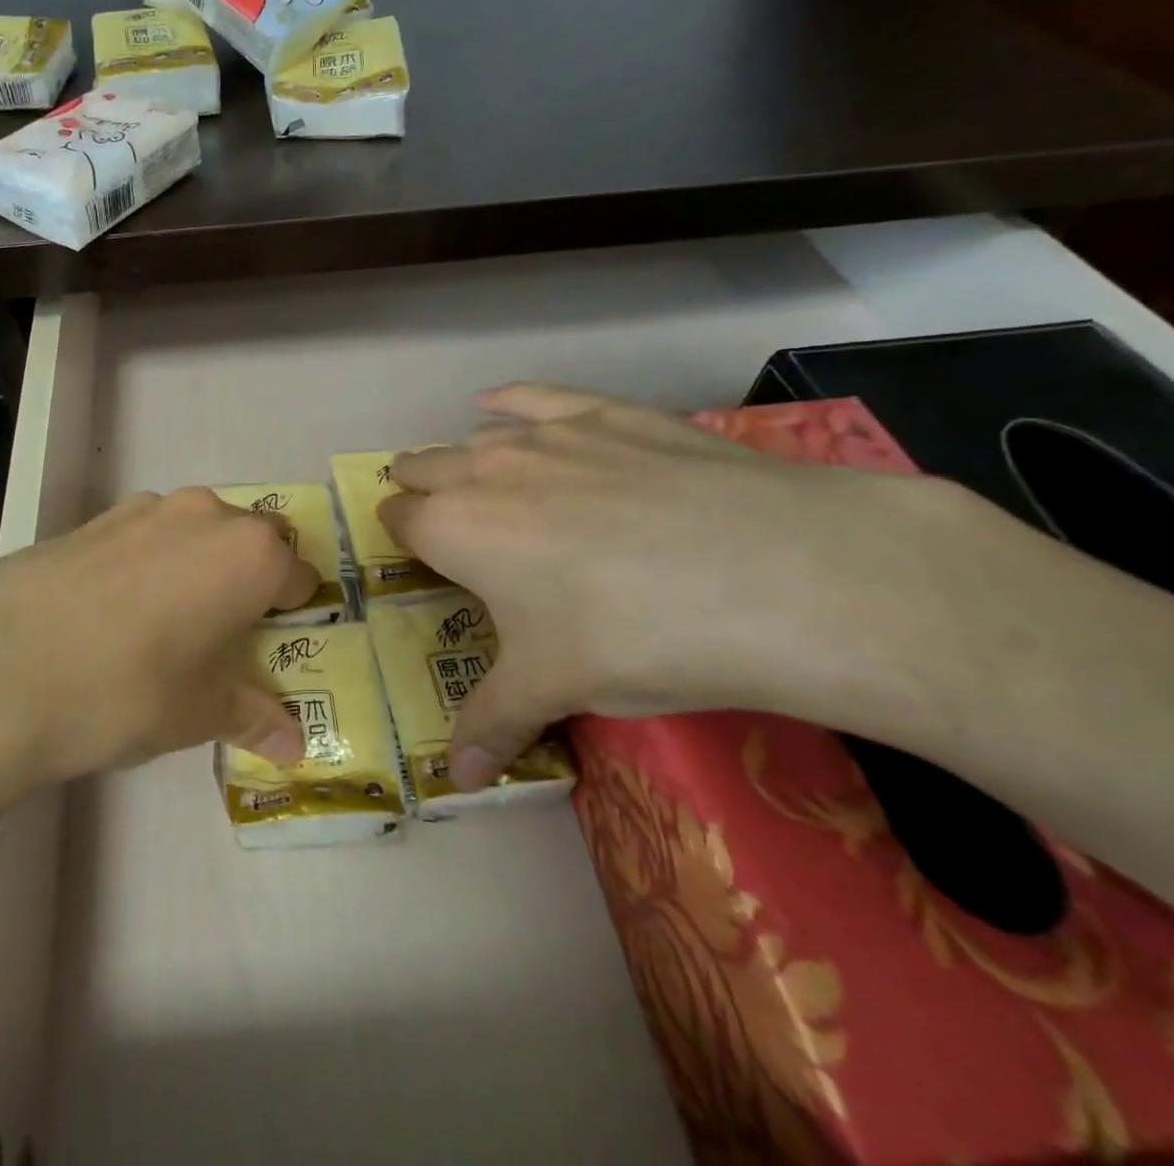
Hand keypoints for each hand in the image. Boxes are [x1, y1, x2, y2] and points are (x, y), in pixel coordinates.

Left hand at [0, 487, 316, 797]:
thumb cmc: (128, 690)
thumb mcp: (199, 713)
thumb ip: (253, 716)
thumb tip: (295, 745)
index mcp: (251, 554)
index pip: (299, 577)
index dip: (292, 614)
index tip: (272, 645)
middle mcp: (207, 515)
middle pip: (252, 542)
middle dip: (249, 581)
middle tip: (223, 634)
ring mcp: (146, 508)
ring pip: (197, 532)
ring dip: (198, 566)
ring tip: (165, 624)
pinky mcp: (95, 517)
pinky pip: (146, 534)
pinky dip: (150, 562)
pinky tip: (114, 611)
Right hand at [378, 383, 984, 789]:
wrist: (775, 576)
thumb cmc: (634, 637)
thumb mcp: (553, 688)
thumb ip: (492, 723)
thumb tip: (458, 777)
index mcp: (455, 528)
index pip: (398, 518)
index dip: (399, 534)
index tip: (415, 555)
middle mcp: (485, 469)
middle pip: (424, 468)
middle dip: (418, 489)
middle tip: (439, 520)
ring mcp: (548, 434)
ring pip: (476, 436)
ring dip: (464, 459)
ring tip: (479, 482)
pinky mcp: (608, 413)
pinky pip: (536, 396)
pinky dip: (509, 402)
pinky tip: (499, 404)